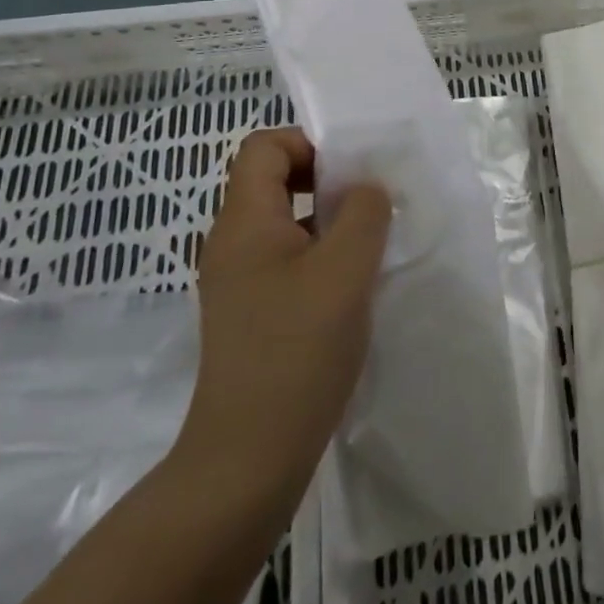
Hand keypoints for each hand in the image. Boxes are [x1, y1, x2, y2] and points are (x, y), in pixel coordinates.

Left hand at [171, 128, 390, 530]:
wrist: (248, 460)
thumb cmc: (297, 351)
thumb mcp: (346, 269)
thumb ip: (364, 212)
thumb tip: (366, 189)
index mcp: (244, 222)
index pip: (264, 146)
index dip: (309, 143)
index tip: (351, 174)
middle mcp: (233, 244)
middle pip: (275, 180)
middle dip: (328, 183)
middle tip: (370, 208)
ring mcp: (240, 282)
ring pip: (287, 223)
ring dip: (330, 223)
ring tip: (371, 247)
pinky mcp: (253, 314)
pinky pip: (289, 260)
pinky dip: (322, 257)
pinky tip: (354, 289)